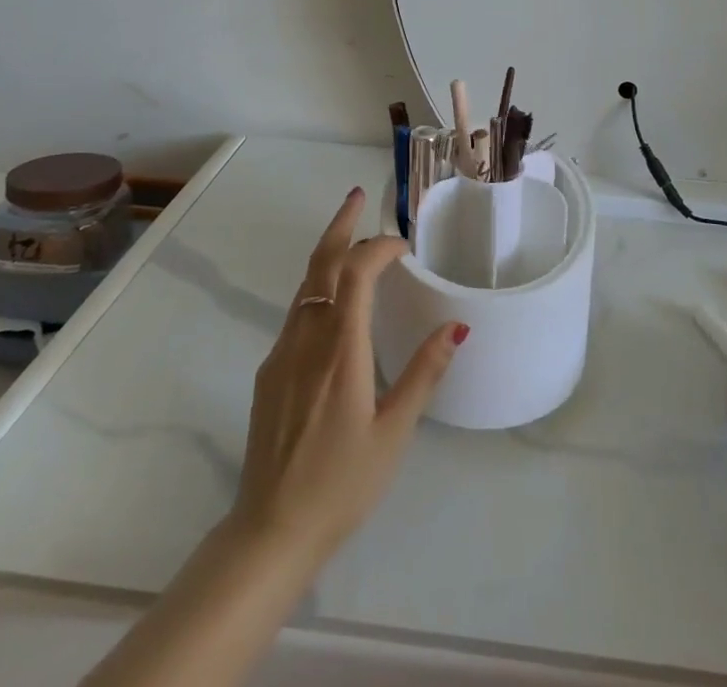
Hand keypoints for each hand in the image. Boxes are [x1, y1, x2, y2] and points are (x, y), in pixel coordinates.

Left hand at [231, 187, 463, 561]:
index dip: (378, 247)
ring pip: (304, 285)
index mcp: (340, 349)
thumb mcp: (394, 433)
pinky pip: (296, 312)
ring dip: (328, 253)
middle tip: (359, 196)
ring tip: (351, 236)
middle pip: (320, 264)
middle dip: (341, 225)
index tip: (404, 245)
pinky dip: (317, 287)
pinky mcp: (270, 371)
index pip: (356, 273)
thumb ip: (424, 374)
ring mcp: (282, 352)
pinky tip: (334, 301)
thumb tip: (456, 326)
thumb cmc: (342, 483)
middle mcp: (307, 338)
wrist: (270, 530)